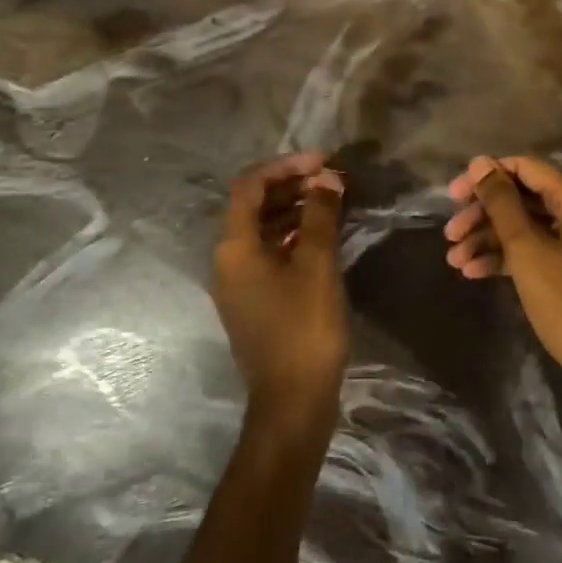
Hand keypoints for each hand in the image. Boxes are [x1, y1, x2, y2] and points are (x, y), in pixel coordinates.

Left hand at [211, 152, 348, 426]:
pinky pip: (270, 251)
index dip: (286, 165)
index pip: (250, 184)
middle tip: (332, 178)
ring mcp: (239, 281)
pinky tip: (323, 233)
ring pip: (264, 228)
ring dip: (295, 208)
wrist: (292, 401)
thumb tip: (326, 178)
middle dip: (292, 184)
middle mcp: (228, 258)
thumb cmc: (304, 328)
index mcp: (234, 246)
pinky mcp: (255, 298)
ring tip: (333, 199)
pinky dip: (294, 234)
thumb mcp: (316, 265)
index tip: (324, 161)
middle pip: (254, 204)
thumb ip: (320, 215)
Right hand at [443, 155, 561, 459]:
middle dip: (484, 214)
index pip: (525, 167)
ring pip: (528, 225)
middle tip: (449, 235)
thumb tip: (480, 162)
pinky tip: (475, 273)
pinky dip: (510, 257)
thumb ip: (501, 203)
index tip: (452, 196)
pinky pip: (540, 248)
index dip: (485, 177)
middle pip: (524, 197)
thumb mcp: (528, 251)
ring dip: (490, 239)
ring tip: (454, 261)